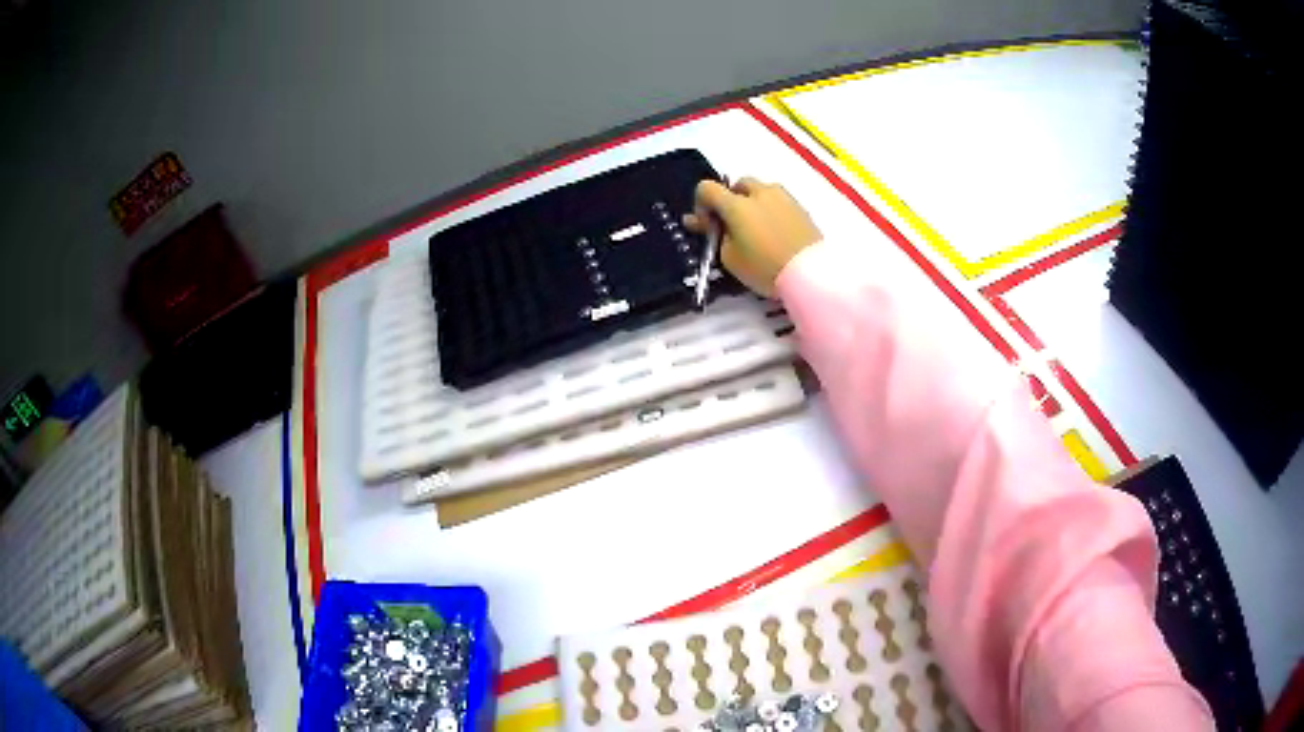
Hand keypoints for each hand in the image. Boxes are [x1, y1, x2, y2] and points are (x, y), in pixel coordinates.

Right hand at [683, 177, 821, 296]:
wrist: (810, 273)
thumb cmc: (764, 268)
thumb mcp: (730, 258)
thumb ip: (716, 236)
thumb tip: (707, 223)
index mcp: (736, 204)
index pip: (706, 188)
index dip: (701, 204)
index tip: (708, 224)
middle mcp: (759, 192)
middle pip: (737, 184)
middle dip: (730, 200)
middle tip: (733, 225)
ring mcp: (783, 197)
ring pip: (761, 190)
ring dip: (753, 202)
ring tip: (757, 228)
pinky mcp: (800, 207)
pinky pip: (778, 201)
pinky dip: (771, 210)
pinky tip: (776, 232)